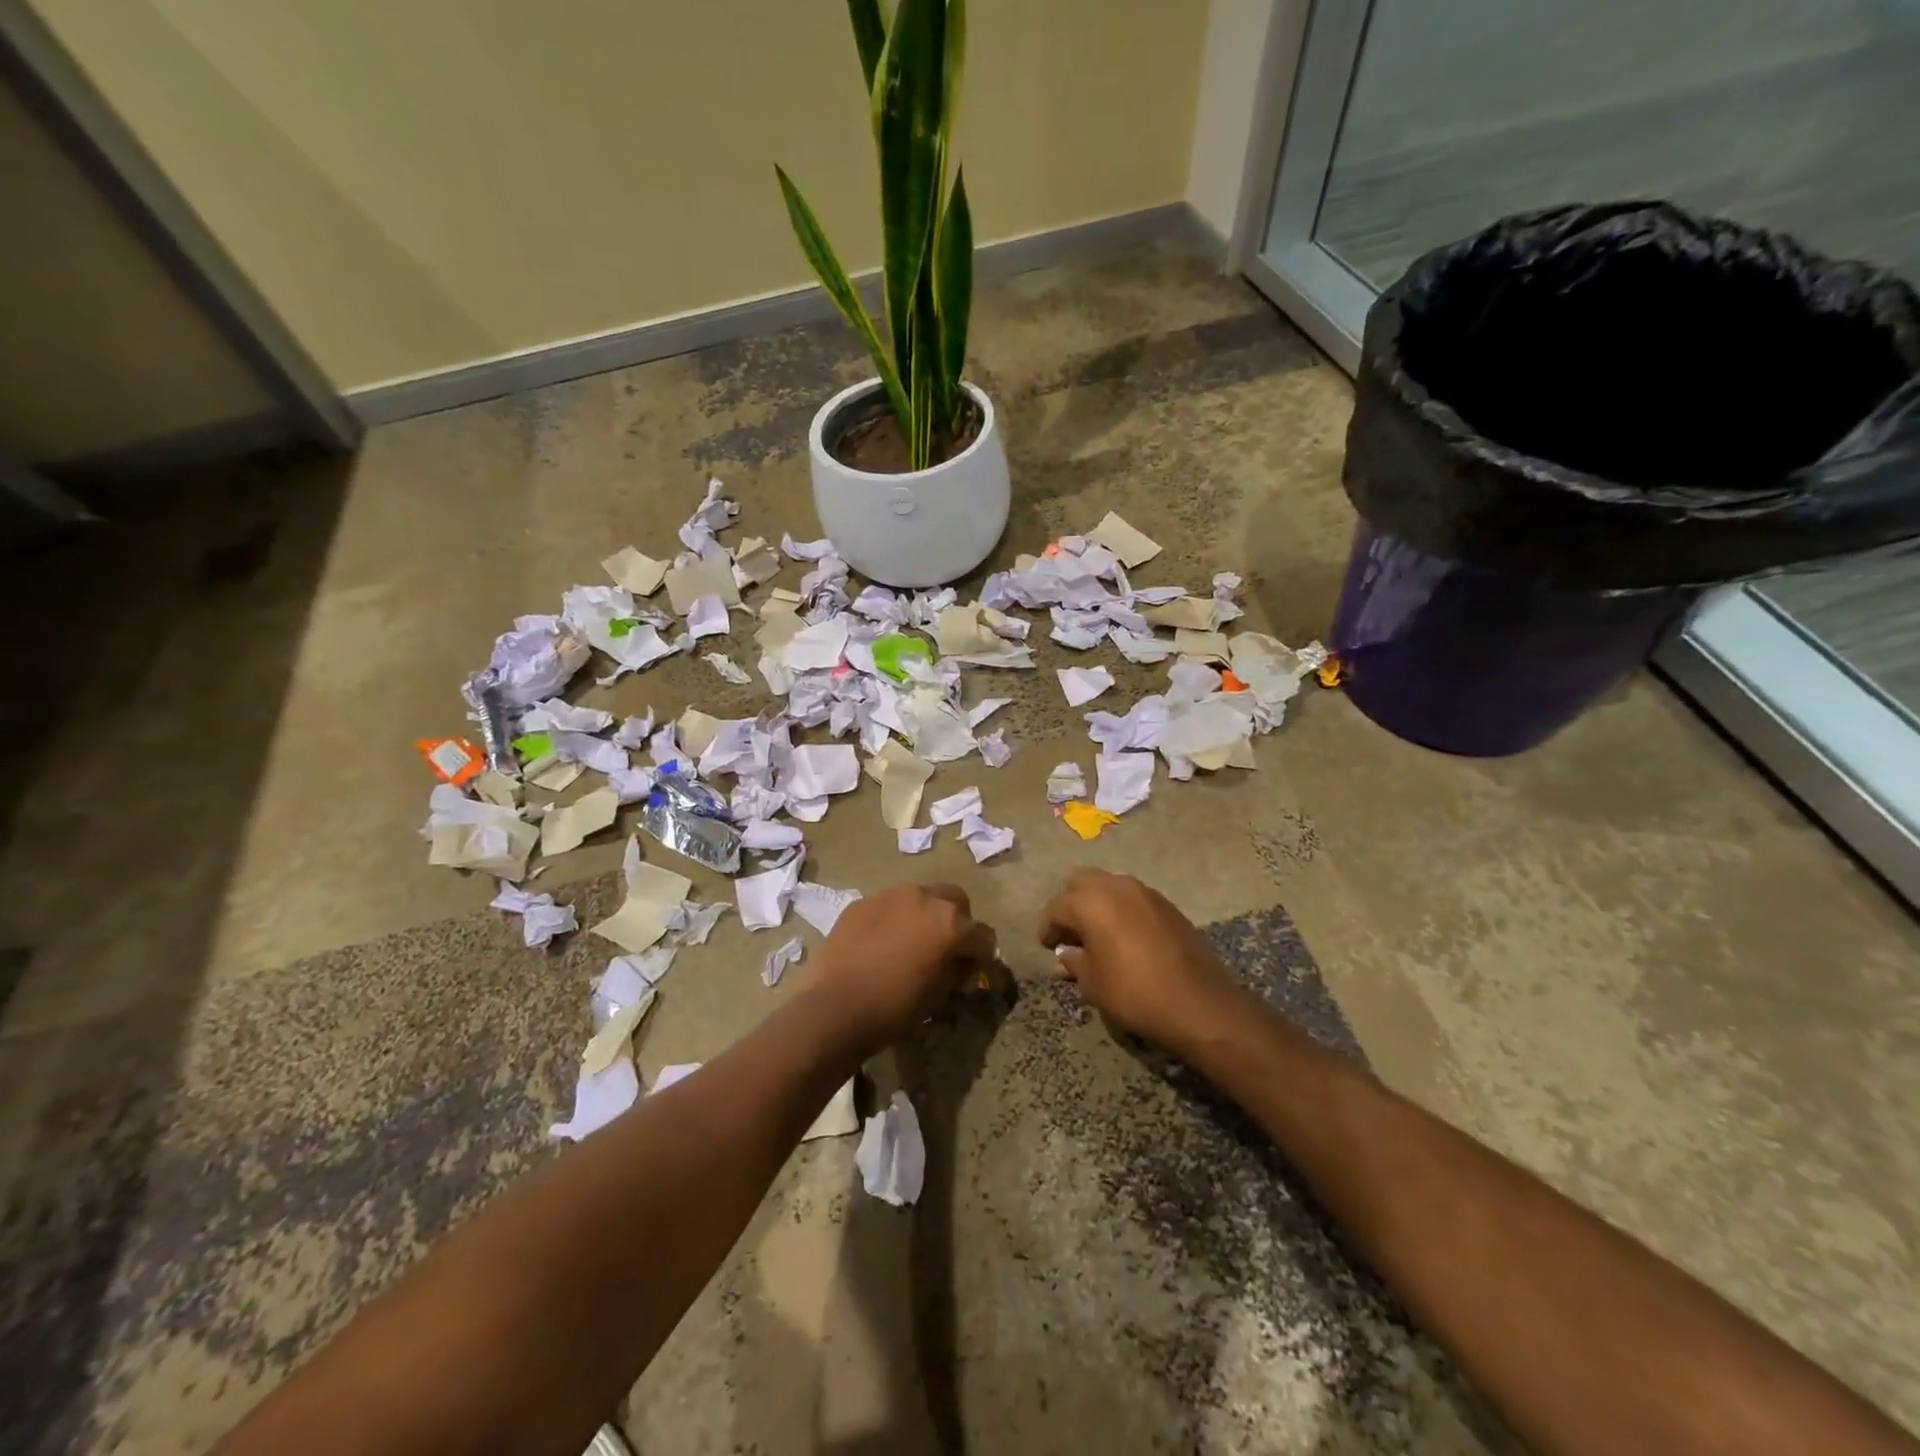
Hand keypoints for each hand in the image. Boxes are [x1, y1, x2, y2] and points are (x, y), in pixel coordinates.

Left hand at [798, 882, 995, 1054]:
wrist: (835, 1006)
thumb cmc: (895, 1007)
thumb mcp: (939, 995)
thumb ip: (957, 970)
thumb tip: (962, 963)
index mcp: (951, 923)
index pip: (982, 935)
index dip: (981, 955)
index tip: (973, 970)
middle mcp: (925, 897)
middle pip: (955, 901)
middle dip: (956, 922)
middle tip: (944, 948)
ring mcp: (891, 894)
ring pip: (920, 897)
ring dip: (923, 915)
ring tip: (910, 942)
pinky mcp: (863, 901)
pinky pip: (889, 905)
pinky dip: (893, 918)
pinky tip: (880, 943)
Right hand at [1039, 870, 1245, 1054]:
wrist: (1199, 1004)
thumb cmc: (1134, 993)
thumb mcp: (1093, 984)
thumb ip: (1074, 962)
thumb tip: (1066, 955)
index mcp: (1091, 902)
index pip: (1057, 907)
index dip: (1048, 928)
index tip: (1047, 946)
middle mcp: (1116, 886)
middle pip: (1081, 883)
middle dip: (1071, 905)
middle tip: (1070, 934)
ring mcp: (1145, 892)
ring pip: (1109, 886)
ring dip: (1098, 905)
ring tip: (1097, 935)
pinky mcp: (1167, 904)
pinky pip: (1133, 898)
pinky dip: (1121, 910)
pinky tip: (1125, 938)